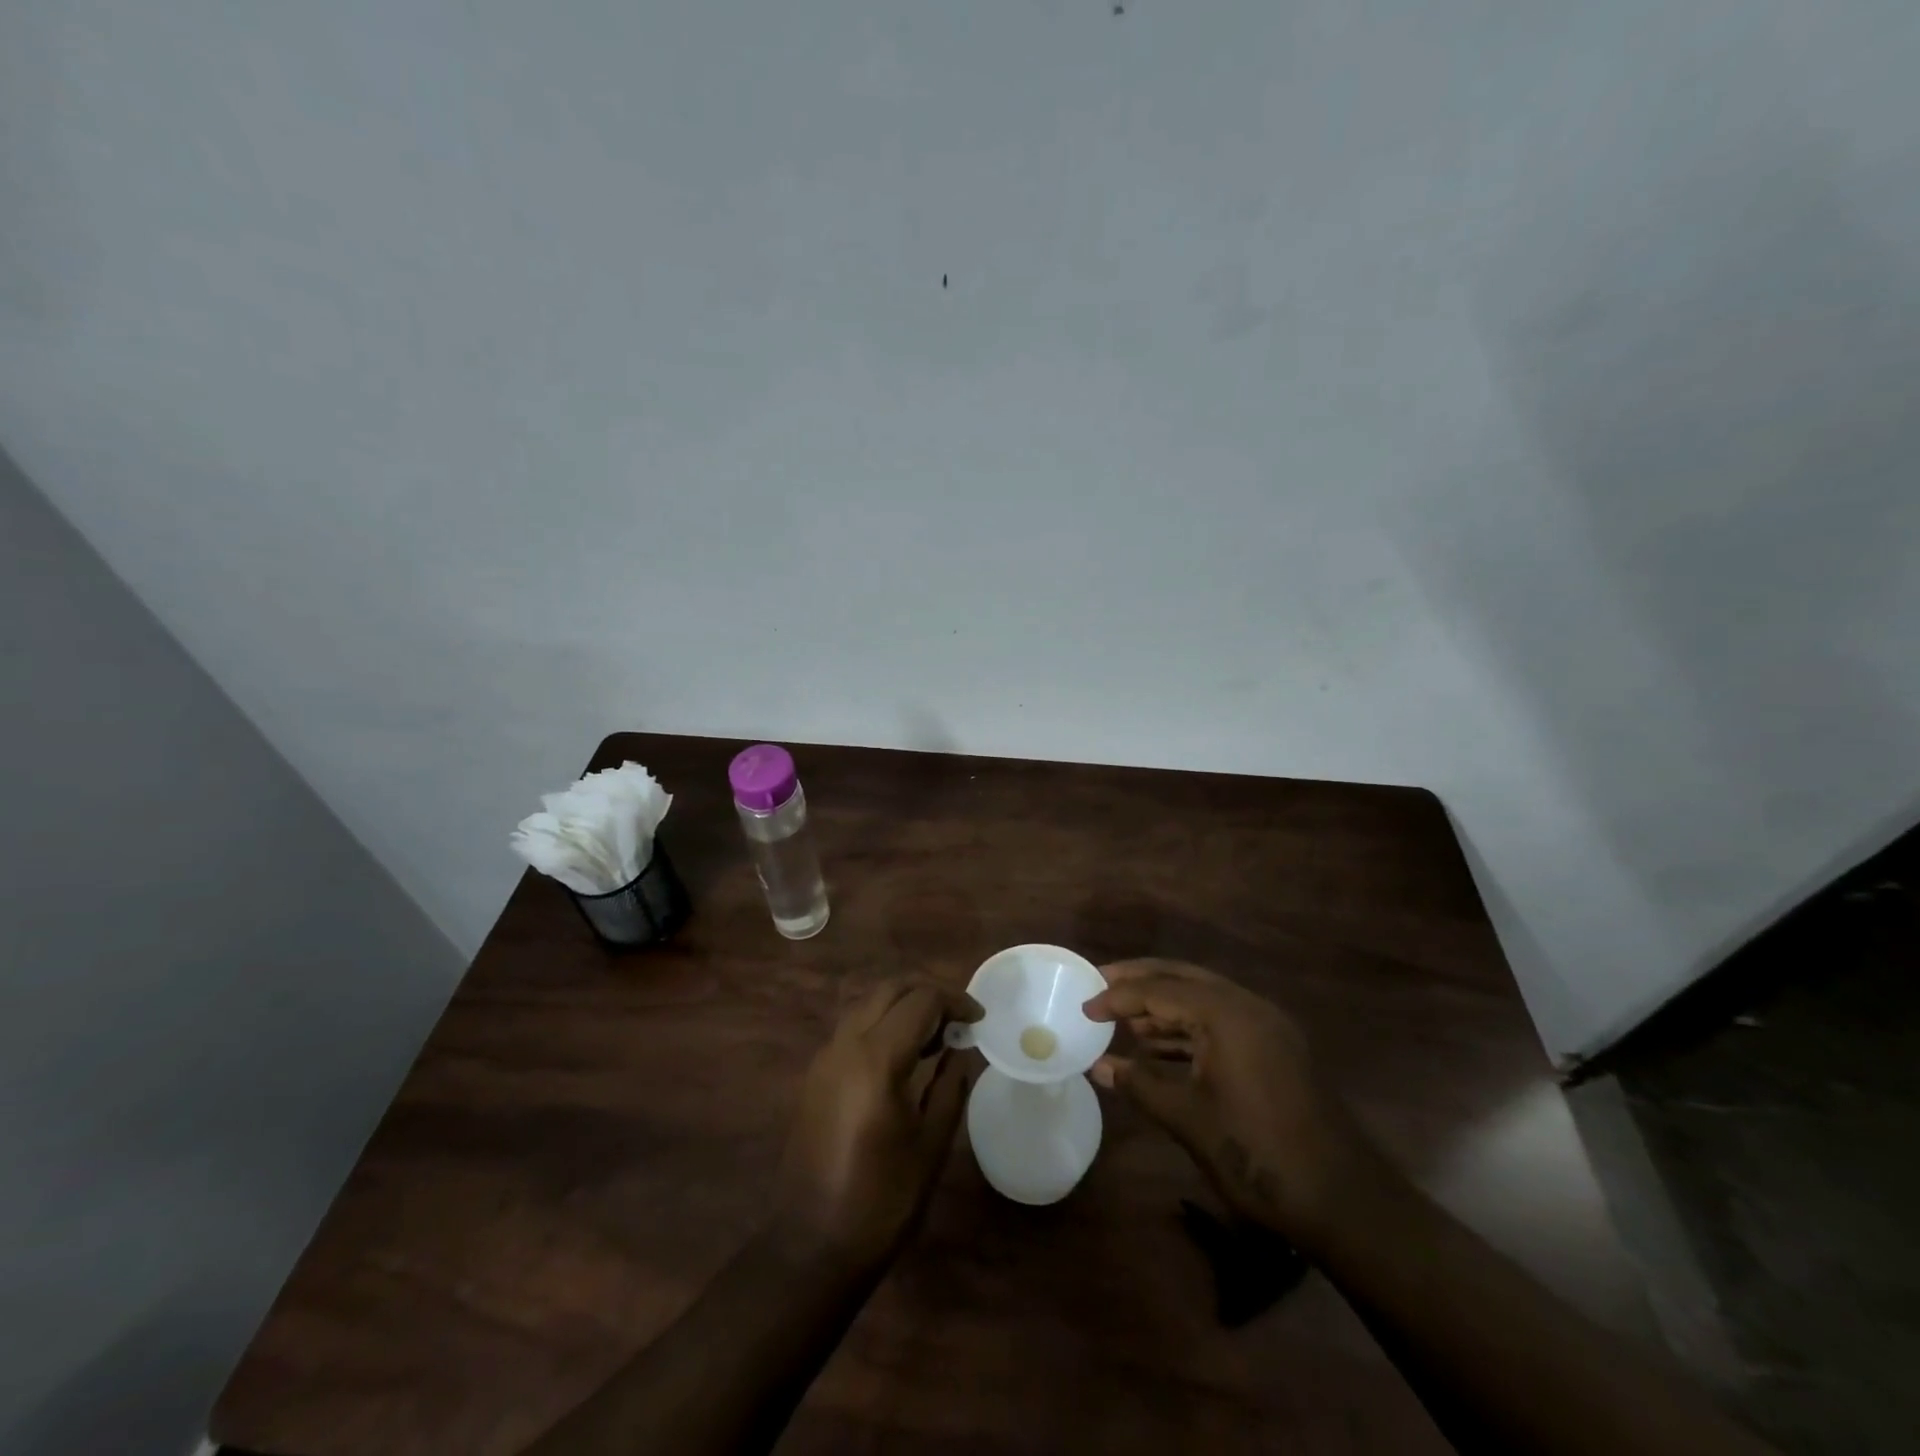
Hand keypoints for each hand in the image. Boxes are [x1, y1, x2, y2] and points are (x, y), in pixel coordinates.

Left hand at [773, 978, 981, 1269]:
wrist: (811, 1245)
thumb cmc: (883, 1199)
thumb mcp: (931, 1143)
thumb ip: (950, 1086)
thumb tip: (961, 1050)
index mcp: (877, 1059)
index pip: (921, 1001)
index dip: (955, 1001)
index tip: (979, 1018)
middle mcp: (845, 1045)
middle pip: (890, 989)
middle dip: (927, 993)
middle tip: (958, 1018)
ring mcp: (824, 1058)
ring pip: (867, 1004)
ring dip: (902, 1005)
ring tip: (934, 1036)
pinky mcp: (814, 1075)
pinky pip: (852, 1029)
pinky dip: (880, 1024)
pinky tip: (901, 1057)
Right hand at [1084, 958, 1379, 1249]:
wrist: (1344, 1202)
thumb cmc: (1257, 1155)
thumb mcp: (1189, 1118)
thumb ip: (1140, 1085)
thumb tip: (1098, 1067)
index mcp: (1227, 1014)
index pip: (1160, 990)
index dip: (1118, 997)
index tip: (1084, 1007)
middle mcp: (1249, 1007)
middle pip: (1183, 978)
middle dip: (1141, 981)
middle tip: (1101, 983)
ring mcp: (1267, 1027)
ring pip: (1204, 999)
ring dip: (1165, 1006)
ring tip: (1124, 1020)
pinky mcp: (1276, 1049)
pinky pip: (1222, 1022)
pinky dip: (1189, 1028)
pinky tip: (1161, 1047)